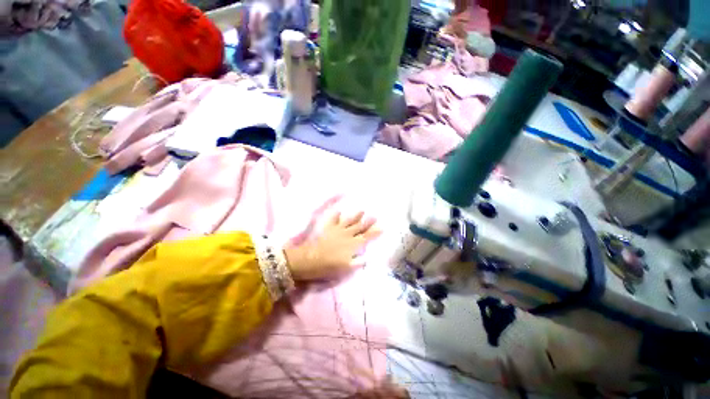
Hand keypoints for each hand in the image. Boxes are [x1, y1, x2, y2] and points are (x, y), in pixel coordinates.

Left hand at [284, 211, 380, 280]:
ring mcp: (338, 230)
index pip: (367, 237)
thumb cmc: (329, 266)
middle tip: (375, 216)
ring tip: (362, 210)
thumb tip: (367, 258)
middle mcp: (347, 235)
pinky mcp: (328, 229)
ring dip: (356, 216)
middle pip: (360, 227)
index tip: (382, 228)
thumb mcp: (346, 268)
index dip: (375, 233)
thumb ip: (358, 262)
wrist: (311, 259)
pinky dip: (336, 215)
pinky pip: (333, 220)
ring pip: (349, 221)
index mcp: (353, 245)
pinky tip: (339, 211)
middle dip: (368, 222)